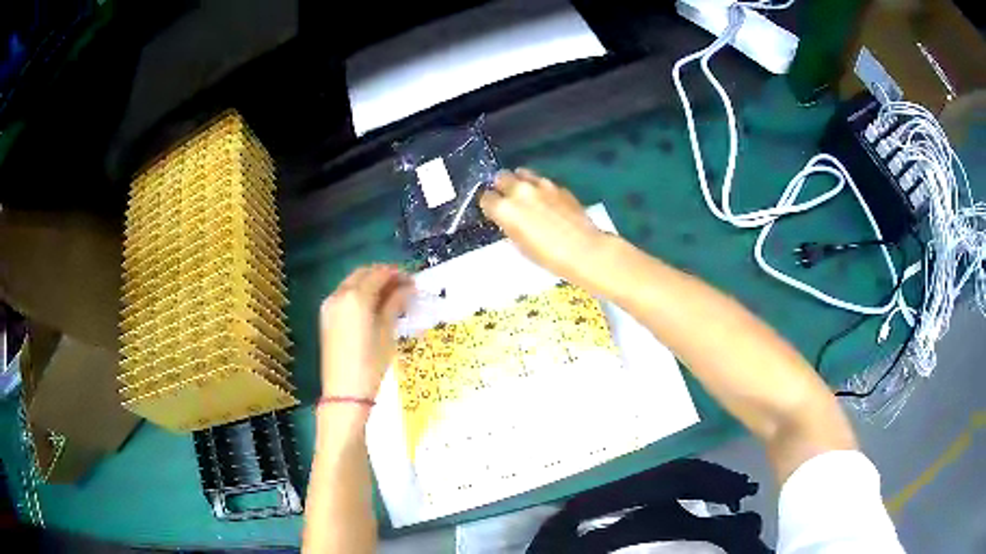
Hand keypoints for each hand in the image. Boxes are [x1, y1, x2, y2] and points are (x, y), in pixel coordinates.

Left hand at [319, 265, 414, 399]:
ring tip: (389, 296)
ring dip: (370, 282)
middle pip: (363, 273)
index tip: (412, 281)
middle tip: (402, 285)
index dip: (397, 274)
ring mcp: (329, 304)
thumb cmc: (371, 363)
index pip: (379, 274)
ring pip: (352, 282)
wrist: (344, 391)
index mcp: (356, 296)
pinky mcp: (326, 316)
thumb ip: (395, 304)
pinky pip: (344, 294)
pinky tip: (372, 306)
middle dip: (382, 275)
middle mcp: (340, 294)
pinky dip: (358, 293)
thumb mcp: (387, 332)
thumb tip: (407, 288)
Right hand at [480, 168, 608, 283]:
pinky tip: (547, 201)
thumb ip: (509, 225)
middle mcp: (519, 191)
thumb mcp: (519, 245)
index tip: (493, 210)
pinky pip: (542, 181)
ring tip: (526, 194)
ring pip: (522, 173)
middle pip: (501, 177)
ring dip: (520, 181)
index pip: (486, 197)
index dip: (489, 204)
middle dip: (501, 186)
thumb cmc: (547, 256)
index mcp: (505, 209)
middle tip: (507, 198)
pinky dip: (540, 188)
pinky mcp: (559, 186)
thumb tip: (508, 218)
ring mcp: (541, 185)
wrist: (583, 250)